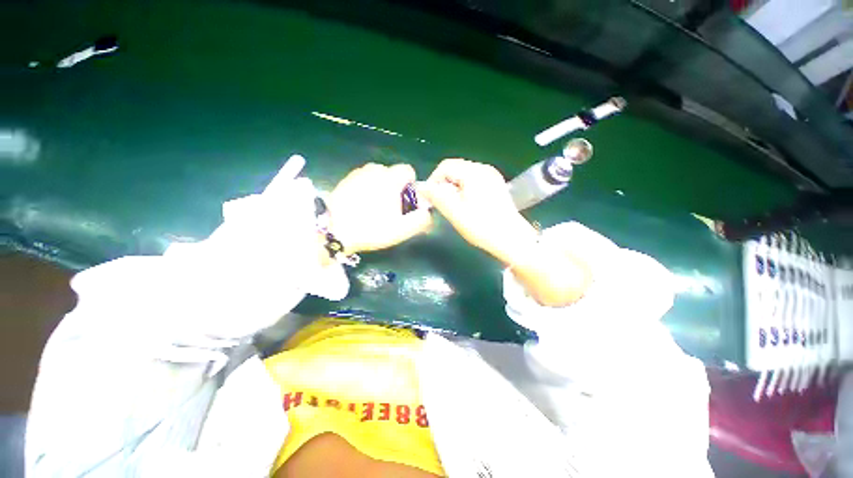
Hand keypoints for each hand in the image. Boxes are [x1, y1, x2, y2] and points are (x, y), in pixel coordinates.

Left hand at [327, 163, 431, 253]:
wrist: (333, 229)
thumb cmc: (371, 228)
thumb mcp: (401, 230)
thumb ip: (420, 220)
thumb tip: (427, 212)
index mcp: (390, 178)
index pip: (408, 170)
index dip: (411, 186)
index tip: (405, 202)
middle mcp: (375, 169)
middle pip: (393, 175)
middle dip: (396, 189)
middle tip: (389, 209)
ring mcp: (358, 173)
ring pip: (378, 177)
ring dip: (381, 189)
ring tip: (374, 208)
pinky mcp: (346, 179)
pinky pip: (365, 180)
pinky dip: (367, 189)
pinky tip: (361, 205)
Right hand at [421, 158, 590, 306]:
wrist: (512, 239)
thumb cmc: (482, 227)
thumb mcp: (455, 213)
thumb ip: (437, 197)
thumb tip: (422, 187)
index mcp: (474, 172)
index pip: (445, 166)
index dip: (433, 180)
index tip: (429, 198)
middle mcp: (484, 169)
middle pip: (455, 169)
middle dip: (443, 185)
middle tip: (440, 204)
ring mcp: (492, 176)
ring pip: (464, 176)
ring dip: (453, 188)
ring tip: (452, 206)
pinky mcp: (496, 185)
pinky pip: (473, 181)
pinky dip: (464, 190)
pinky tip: (465, 205)